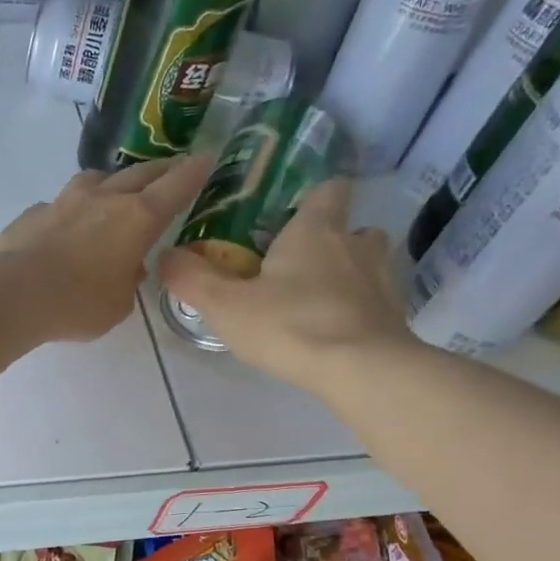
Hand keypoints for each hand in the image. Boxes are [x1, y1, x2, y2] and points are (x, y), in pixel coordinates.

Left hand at [0, 155, 209, 341]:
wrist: (15, 294)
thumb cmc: (78, 304)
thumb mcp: (118, 305)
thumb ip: (128, 282)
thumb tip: (127, 268)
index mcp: (137, 218)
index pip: (175, 186)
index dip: (193, 172)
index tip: (206, 159)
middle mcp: (104, 198)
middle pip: (139, 174)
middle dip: (160, 170)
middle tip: (172, 169)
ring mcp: (65, 201)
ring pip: (96, 179)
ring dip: (111, 182)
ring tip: (114, 192)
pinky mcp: (34, 213)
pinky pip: (59, 205)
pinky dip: (69, 212)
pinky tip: (64, 228)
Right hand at [157, 178, 415, 384]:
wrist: (359, 370)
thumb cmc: (289, 324)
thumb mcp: (224, 305)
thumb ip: (191, 278)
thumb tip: (165, 256)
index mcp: (315, 230)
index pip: (328, 190)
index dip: (314, 197)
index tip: (295, 214)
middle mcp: (355, 244)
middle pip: (353, 228)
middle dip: (333, 241)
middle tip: (300, 266)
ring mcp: (383, 281)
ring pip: (370, 264)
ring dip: (350, 274)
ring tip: (320, 300)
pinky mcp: (395, 317)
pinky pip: (376, 304)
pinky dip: (360, 311)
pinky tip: (336, 333)